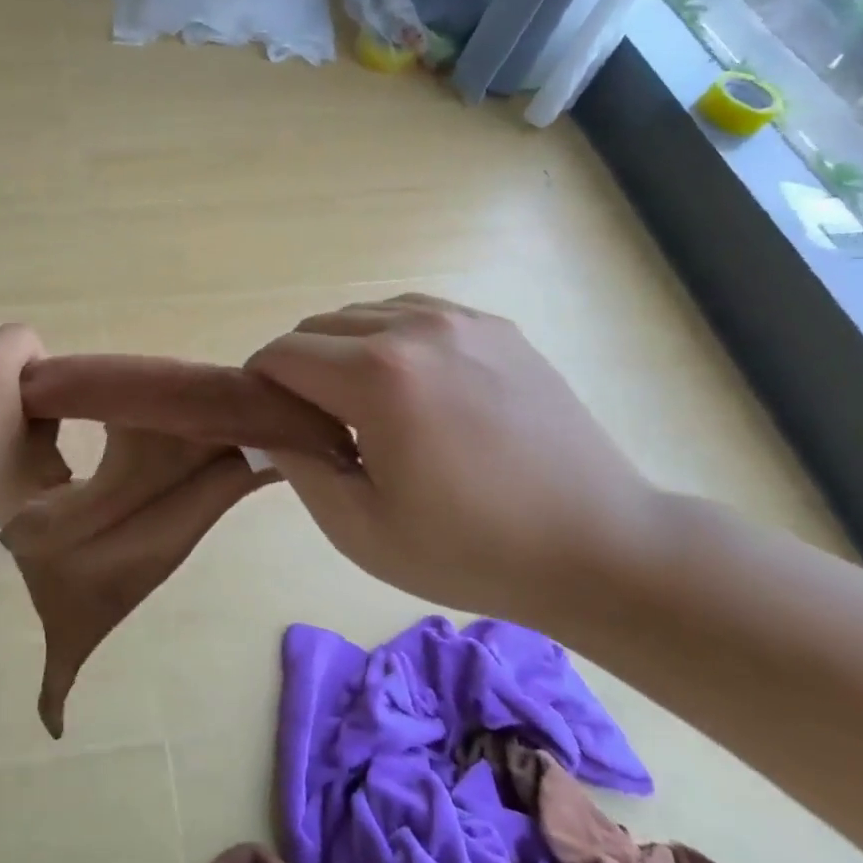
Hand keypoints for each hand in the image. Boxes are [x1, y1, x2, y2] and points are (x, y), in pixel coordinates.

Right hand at [246, 295, 664, 620]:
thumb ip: (297, 467)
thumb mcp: (360, 529)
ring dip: (342, 350)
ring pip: (361, 314)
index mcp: (377, 376)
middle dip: (298, 368)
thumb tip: (269, 428)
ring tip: (368, 404)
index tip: (272, 422)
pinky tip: (412, 385)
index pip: (280, 354)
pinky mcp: (493, 326)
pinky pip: (411, 313)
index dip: (260, 386)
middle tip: (319, 423)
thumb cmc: (471, 549)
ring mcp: (459, 319)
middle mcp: (413, 328)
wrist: (601, 547)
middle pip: (316, 327)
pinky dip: (389, 338)